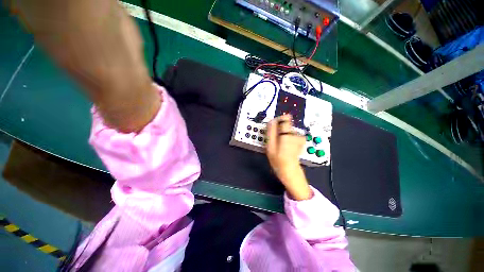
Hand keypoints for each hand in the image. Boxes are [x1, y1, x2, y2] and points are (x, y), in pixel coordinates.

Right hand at [266, 115, 311, 199]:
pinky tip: (286, 145)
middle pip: (286, 124)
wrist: (289, 170)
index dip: (279, 120)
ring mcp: (299, 138)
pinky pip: (292, 135)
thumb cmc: (277, 159)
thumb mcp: (270, 146)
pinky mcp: (301, 141)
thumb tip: (272, 121)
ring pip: (289, 130)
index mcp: (287, 135)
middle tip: (275, 140)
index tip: (274, 125)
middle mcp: (295, 134)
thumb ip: (271, 132)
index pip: (285, 118)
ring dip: (284, 134)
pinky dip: (289, 138)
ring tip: (280, 144)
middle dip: (280, 129)